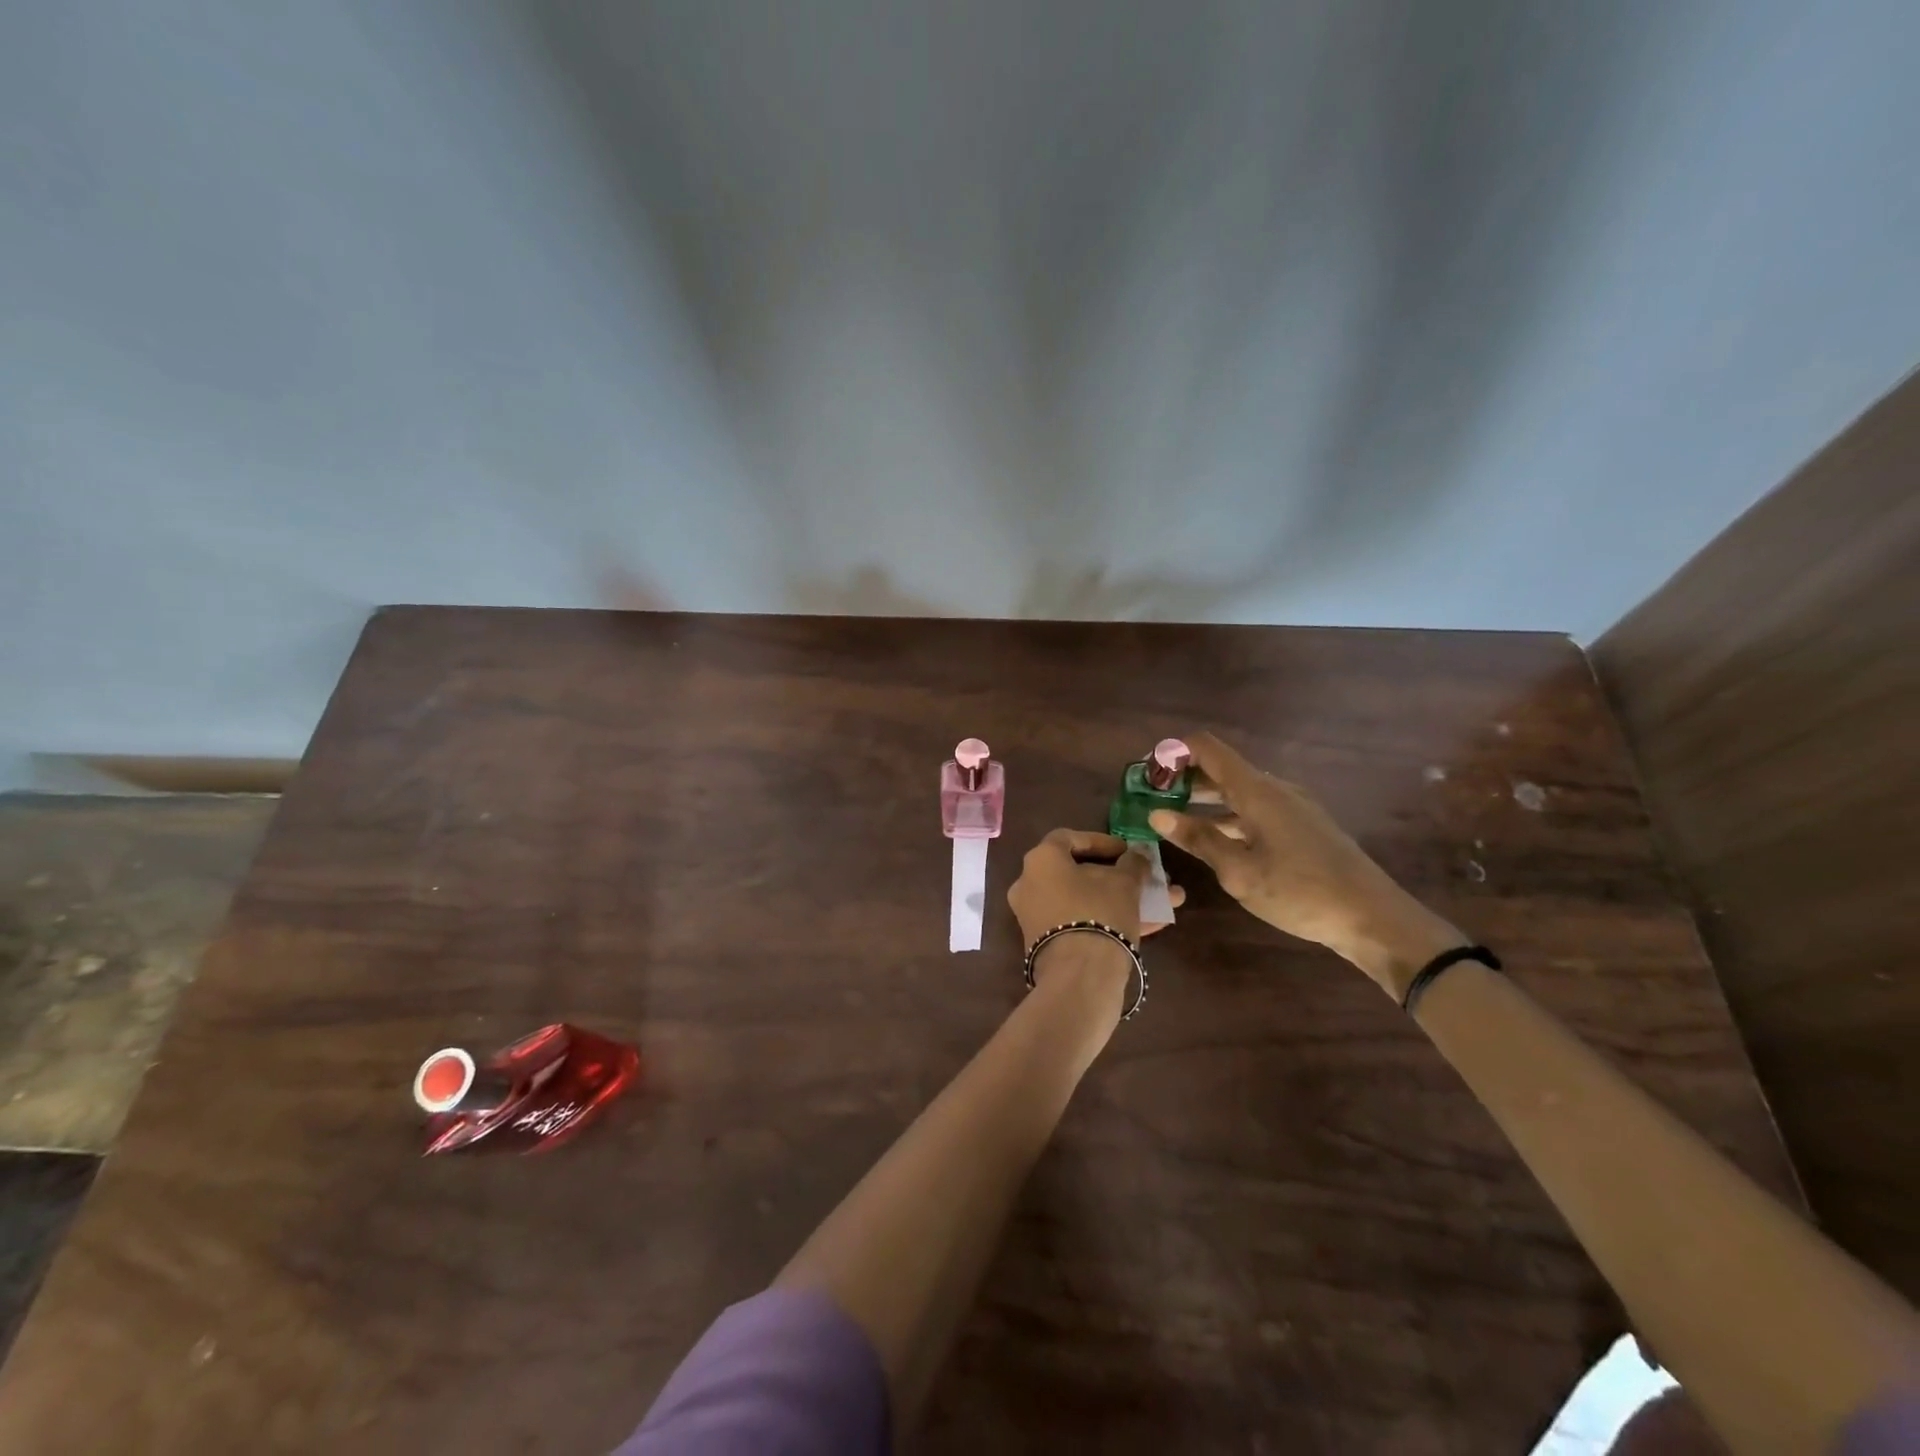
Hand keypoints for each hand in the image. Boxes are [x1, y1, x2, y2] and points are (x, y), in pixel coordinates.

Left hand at [1007, 829, 1184, 998]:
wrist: (1079, 976)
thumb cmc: (1099, 912)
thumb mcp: (1125, 882)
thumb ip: (1133, 863)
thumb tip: (1137, 856)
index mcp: (1041, 860)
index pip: (1068, 838)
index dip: (1100, 841)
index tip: (1127, 850)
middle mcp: (1030, 885)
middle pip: (1078, 873)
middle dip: (1118, 875)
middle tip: (1144, 876)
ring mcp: (1036, 917)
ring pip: (1085, 900)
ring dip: (1122, 899)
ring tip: (1161, 901)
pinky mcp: (1047, 945)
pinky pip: (1081, 922)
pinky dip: (1111, 919)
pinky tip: (1152, 925)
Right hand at [1148, 732, 1463, 996]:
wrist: (1374, 918)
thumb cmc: (1300, 892)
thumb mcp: (1239, 871)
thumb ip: (1198, 839)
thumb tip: (1157, 813)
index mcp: (1257, 791)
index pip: (1208, 748)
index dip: (1174, 751)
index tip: (1147, 773)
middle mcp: (1275, 789)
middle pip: (1221, 768)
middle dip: (1184, 778)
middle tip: (1152, 798)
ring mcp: (1293, 807)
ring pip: (1239, 791)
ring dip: (1205, 799)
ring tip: (1175, 819)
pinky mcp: (1304, 826)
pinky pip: (1256, 809)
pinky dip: (1228, 815)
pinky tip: (1216, 840)